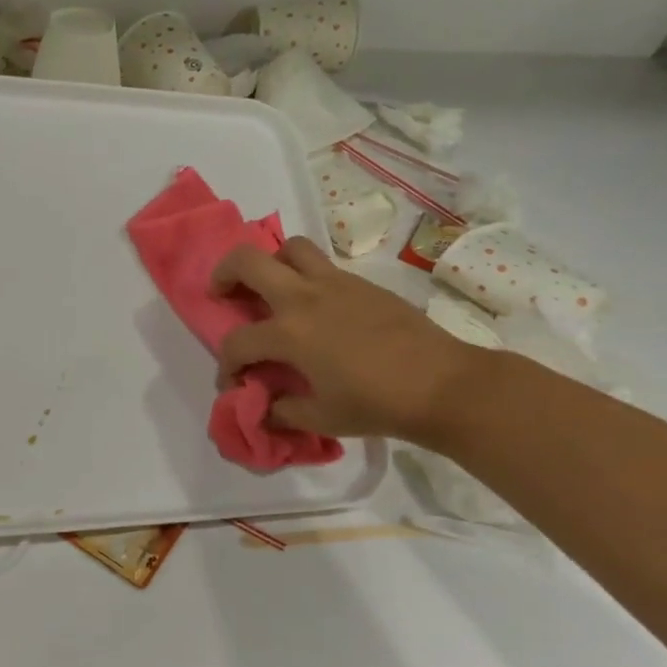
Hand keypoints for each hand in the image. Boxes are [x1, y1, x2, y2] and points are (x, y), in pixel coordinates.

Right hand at [213, 238, 486, 445]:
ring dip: (270, 263)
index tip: (234, 383)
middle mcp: (304, 298)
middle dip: (224, 274)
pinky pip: (322, 264)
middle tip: (223, 294)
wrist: (443, 384)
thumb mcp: (322, 418)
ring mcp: (334, 284)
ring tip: (272, 289)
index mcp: (289, 333)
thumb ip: (283, 411)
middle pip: (247, 261)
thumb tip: (263, 407)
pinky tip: (316, 307)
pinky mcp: (360, 283)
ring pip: (289, 248)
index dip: (226, 365)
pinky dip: (305, 276)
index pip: (237, 342)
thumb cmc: (377, 404)